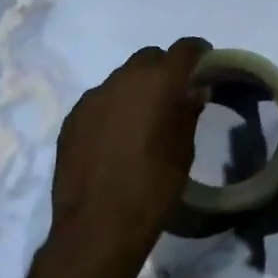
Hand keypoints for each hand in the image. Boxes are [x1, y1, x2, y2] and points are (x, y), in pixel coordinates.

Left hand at [42, 38, 209, 277]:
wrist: (96, 228)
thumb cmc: (153, 188)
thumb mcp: (183, 151)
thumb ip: (188, 112)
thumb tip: (194, 90)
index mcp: (159, 82)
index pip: (184, 48)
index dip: (198, 52)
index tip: (205, 63)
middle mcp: (124, 79)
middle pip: (149, 57)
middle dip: (164, 68)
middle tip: (174, 94)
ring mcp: (93, 98)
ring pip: (121, 78)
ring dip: (136, 88)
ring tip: (142, 118)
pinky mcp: (72, 119)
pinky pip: (99, 100)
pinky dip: (112, 108)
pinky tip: (115, 136)